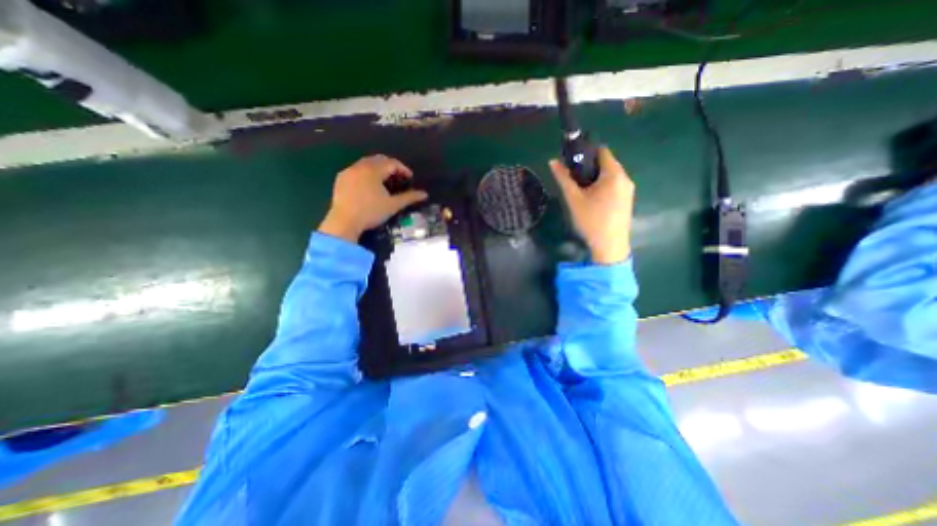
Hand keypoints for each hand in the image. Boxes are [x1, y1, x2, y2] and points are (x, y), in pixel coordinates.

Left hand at [319, 153, 426, 238]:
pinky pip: (355, 170)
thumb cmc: (371, 212)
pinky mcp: (340, 179)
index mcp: (374, 170)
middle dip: (390, 166)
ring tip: (385, 180)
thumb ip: (409, 198)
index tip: (410, 178)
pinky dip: (365, 173)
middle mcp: (360, 166)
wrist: (344, 222)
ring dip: (378, 168)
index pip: (392, 163)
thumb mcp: (393, 205)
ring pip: (366, 163)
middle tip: (399, 177)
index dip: (403, 169)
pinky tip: (368, 185)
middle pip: (379, 159)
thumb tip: (424, 194)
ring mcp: (348, 172)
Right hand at [552, 146, 636, 264]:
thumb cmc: (591, 221)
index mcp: (614, 174)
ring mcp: (628, 190)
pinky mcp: (627, 200)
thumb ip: (564, 179)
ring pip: (610, 175)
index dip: (586, 152)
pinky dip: (602, 186)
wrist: (610, 246)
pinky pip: (614, 185)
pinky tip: (592, 199)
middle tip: (573, 178)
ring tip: (580, 190)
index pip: (602, 151)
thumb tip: (552, 161)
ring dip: (595, 177)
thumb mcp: (574, 199)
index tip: (572, 161)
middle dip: (589, 167)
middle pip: (606, 163)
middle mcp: (625, 178)